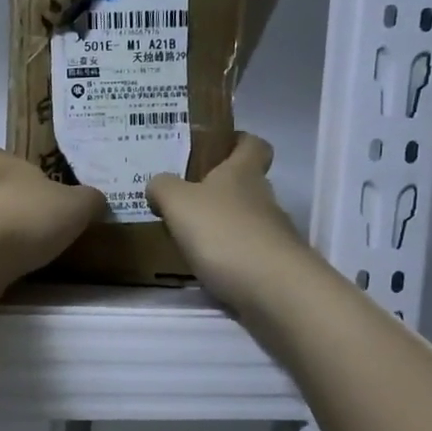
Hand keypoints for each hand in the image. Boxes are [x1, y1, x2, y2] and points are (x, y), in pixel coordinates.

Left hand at [0, 148, 105, 291]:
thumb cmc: (30, 215)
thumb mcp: (76, 204)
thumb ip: (88, 200)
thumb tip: (94, 200)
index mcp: (8, 171)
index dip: (3, 161)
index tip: (16, 169)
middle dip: (16, 203)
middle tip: (44, 216)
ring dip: (11, 233)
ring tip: (40, 247)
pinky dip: (4, 259)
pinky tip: (25, 269)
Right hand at [147, 134, 304, 310]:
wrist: (273, 289)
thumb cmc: (223, 233)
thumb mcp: (178, 203)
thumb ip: (163, 188)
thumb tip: (158, 185)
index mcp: (242, 173)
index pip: (252, 144)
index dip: (238, 141)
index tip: (218, 147)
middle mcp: (263, 198)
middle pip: (246, 184)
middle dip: (219, 190)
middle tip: (184, 198)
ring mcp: (272, 234)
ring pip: (244, 220)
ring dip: (220, 225)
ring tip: (187, 237)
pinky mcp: (273, 266)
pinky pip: (245, 252)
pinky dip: (226, 256)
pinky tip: (204, 267)